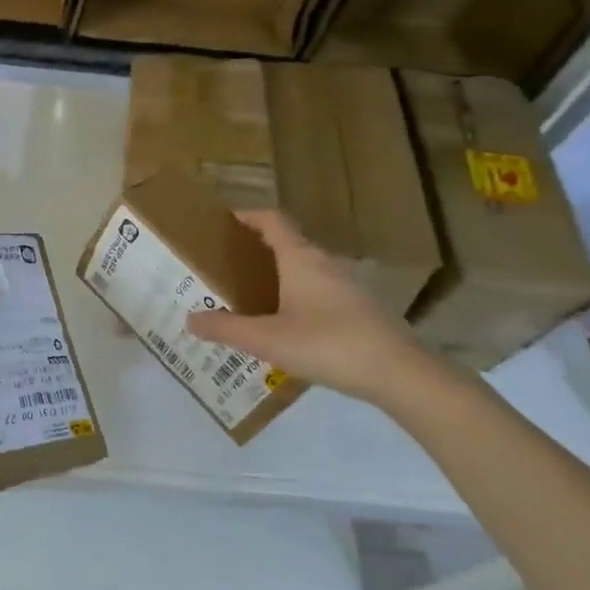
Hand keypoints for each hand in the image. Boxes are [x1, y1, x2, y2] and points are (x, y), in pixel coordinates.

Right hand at [184, 210, 437, 406]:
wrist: (399, 373)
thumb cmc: (328, 345)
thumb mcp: (267, 340)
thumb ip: (226, 328)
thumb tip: (189, 319)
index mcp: (301, 259)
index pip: (272, 220)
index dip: (248, 215)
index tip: (223, 222)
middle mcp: (326, 263)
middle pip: (288, 243)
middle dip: (257, 250)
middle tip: (227, 267)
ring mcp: (349, 285)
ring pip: (306, 269)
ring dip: (280, 275)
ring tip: (252, 297)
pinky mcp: (362, 308)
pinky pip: (321, 290)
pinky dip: (299, 295)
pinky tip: (289, 325)